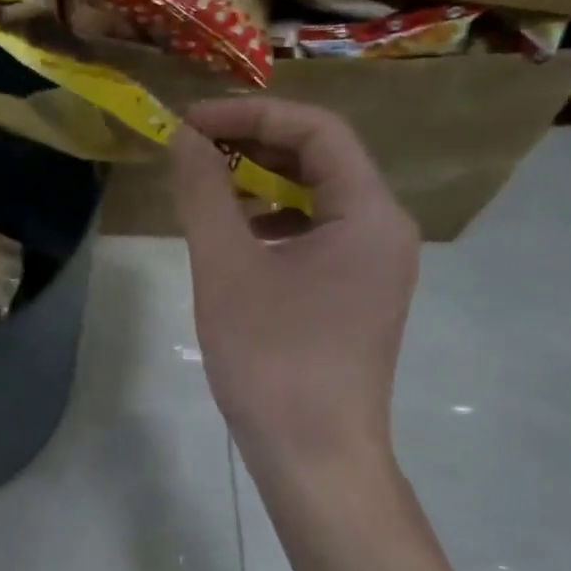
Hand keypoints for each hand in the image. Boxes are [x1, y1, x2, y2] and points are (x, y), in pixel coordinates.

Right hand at [170, 98, 418, 536]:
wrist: (314, 456)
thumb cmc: (272, 358)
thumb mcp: (226, 267)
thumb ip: (205, 193)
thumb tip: (186, 139)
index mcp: (368, 213)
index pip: (317, 129)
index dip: (251, 114)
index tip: (192, 123)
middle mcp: (384, 229)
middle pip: (323, 158)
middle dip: (256, 143)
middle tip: (194, 147)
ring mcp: (374, 265)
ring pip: (318, 196)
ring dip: (263, 180)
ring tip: (208, 185)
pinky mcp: (357, 293)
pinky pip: (317, 233)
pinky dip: (274, 220)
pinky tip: (234, 235)